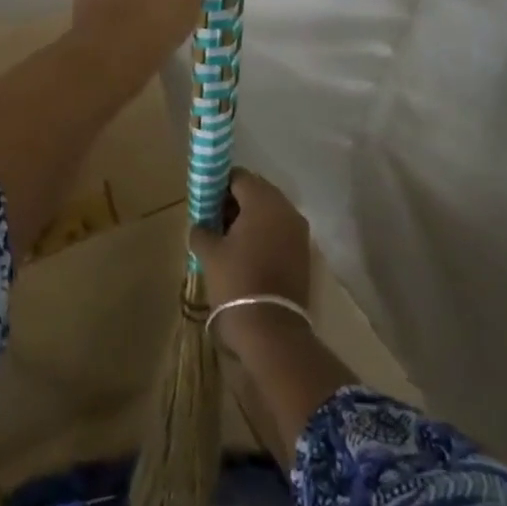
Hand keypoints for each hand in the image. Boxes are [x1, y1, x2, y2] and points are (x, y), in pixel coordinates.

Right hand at [190, 170, 311, 351]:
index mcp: (263, 201)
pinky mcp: (304, 253)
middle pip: (257, 192)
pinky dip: (264, 234)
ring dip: (250, 218)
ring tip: (228, 237)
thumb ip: (202, 229)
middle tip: (214, 217)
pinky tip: (246, 252)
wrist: (271, 328)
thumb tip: (202, 225)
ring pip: (270, 212)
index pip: (239, 177)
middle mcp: (286, 210)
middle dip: (235, 201)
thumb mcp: (209, 252)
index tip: (205, 200)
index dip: (219, 184)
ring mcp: (299, 232)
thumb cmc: (236, 281)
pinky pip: (280, 231)